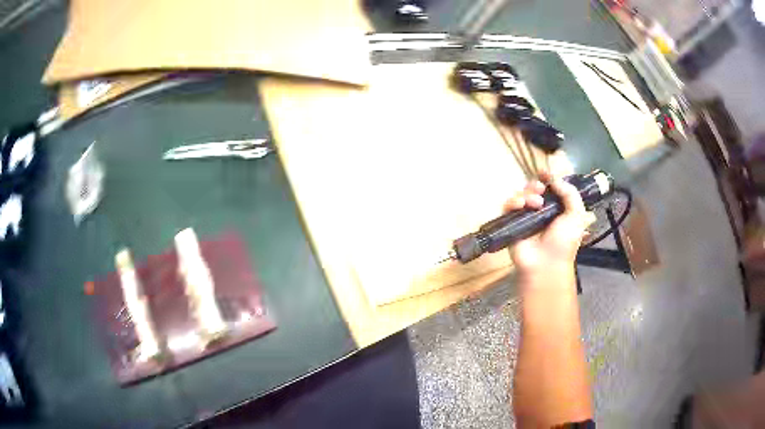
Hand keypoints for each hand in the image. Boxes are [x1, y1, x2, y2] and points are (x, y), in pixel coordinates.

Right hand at [504, 172, 595, 282]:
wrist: (546, 264)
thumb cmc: (564, 242)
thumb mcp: (577, 215)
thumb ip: (570, 193)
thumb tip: (554, 178)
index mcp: (557, 209)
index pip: (550, 189)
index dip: (547, 178)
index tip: (544, 172)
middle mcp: (541, 212)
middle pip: (533, 189)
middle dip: (536, 185)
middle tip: (541, 190)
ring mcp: (525, 217)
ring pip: (521, 195)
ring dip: (527, 194)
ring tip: (535, 203)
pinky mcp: (511, 223)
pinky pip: (508, 206)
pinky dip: (513, 201)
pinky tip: (521, 205)